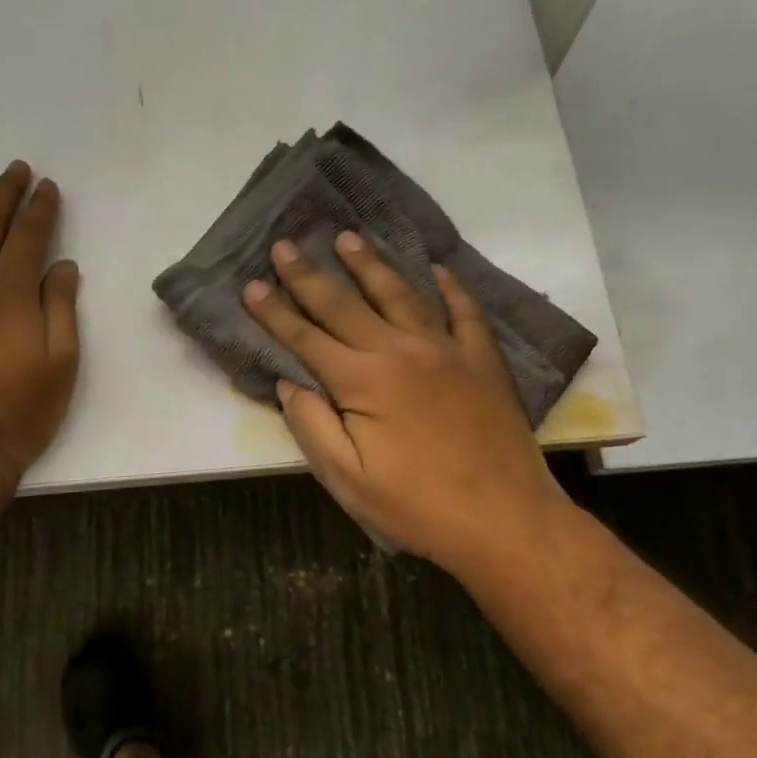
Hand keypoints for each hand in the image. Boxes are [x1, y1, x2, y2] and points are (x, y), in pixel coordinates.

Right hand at [241, 232, 565, 572]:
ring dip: (370, 265)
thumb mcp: (348, 479)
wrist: (505, 520)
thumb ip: (313, 427)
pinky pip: (465, 312)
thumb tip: (290, 384)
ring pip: (400, 294)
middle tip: (285, 245)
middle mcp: (401, 351)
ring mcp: (447, 350)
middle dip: (309, 275)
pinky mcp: (482, 361)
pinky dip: (451, 288)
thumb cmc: (417, 506)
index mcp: (363, 381)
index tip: (251, 284)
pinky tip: (437, 269)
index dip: (275, 312)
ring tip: (348, 237)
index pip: (306, 337)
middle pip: (345, 304)